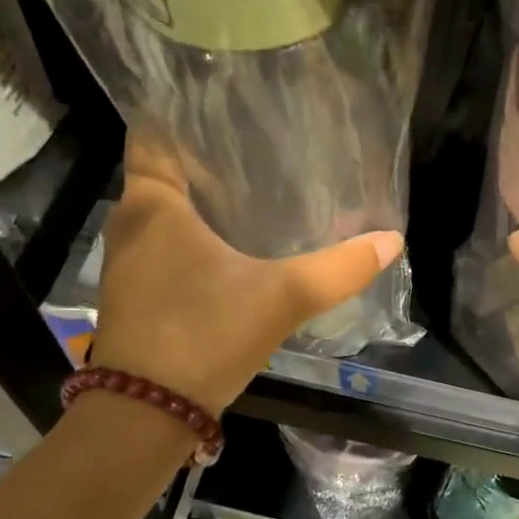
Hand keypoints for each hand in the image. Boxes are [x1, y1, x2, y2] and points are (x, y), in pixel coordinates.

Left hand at [88, 134, 402, 412]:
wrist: (146, 414)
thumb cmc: (204, 335)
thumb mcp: (281, 298)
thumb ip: (339, 268)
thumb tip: (392, 239)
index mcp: (152, 205)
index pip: (153, 133)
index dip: (183, 113)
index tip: (225, 104)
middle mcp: (129, 224)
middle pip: (163, 171)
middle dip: (205, 156)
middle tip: (258, 143)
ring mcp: (126, 262)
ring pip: (163, 211)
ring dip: (199, 199)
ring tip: (251, 185)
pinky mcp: (134, 293)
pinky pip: (163, 244)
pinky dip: (192, 234)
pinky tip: (232, 243)